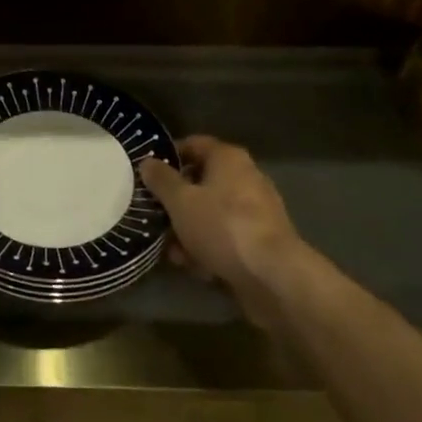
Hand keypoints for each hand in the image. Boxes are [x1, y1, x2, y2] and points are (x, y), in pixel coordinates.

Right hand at [139, 136, 300, 294]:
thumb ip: (161, 180)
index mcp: (228, 158)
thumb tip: (148, 162)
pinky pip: (226, 236)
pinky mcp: (260, 240)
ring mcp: (256, 210)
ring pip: (211, 213)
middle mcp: (246, 177)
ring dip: (189, 230)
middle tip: (155, 216)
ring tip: (172, 251)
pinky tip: (195, 267)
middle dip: (176, 202)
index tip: (148, 174)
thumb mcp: (180, 201)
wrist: (273, 276)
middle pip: (201, 182)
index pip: (193, 144)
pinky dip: (210, 247)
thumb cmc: (222, 226)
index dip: (168, 157)